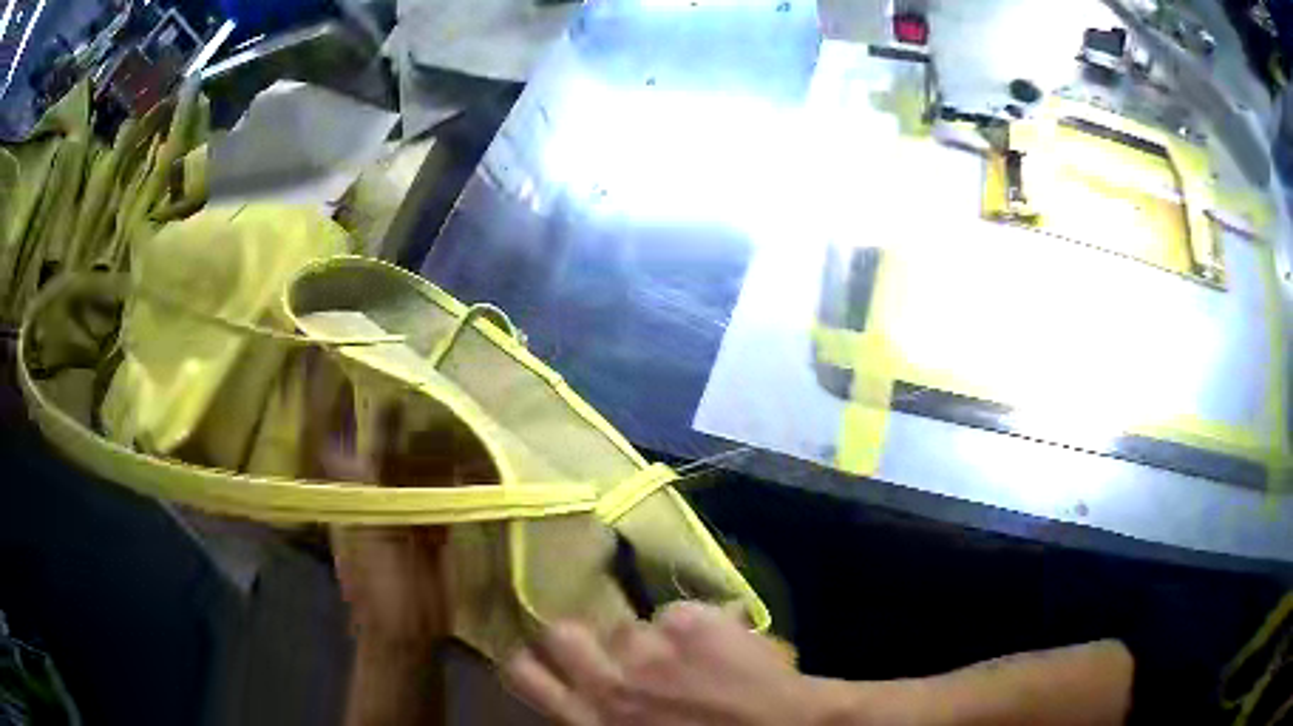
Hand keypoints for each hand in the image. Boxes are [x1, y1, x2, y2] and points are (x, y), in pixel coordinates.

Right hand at [505, 602, 826, 725]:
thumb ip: (604, 721)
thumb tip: (588, 698)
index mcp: (596, 721)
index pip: (523, 673)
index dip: (530, 661)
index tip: (548, 662)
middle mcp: (613, 683)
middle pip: (561, 632)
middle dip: (578, 638)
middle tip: (611, 653)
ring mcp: (655, 649)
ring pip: (629, 624)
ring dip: (650, 640)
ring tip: (685, 659)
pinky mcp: (695, 622)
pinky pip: (678, 612)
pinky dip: (696, 627)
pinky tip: (720, 647)